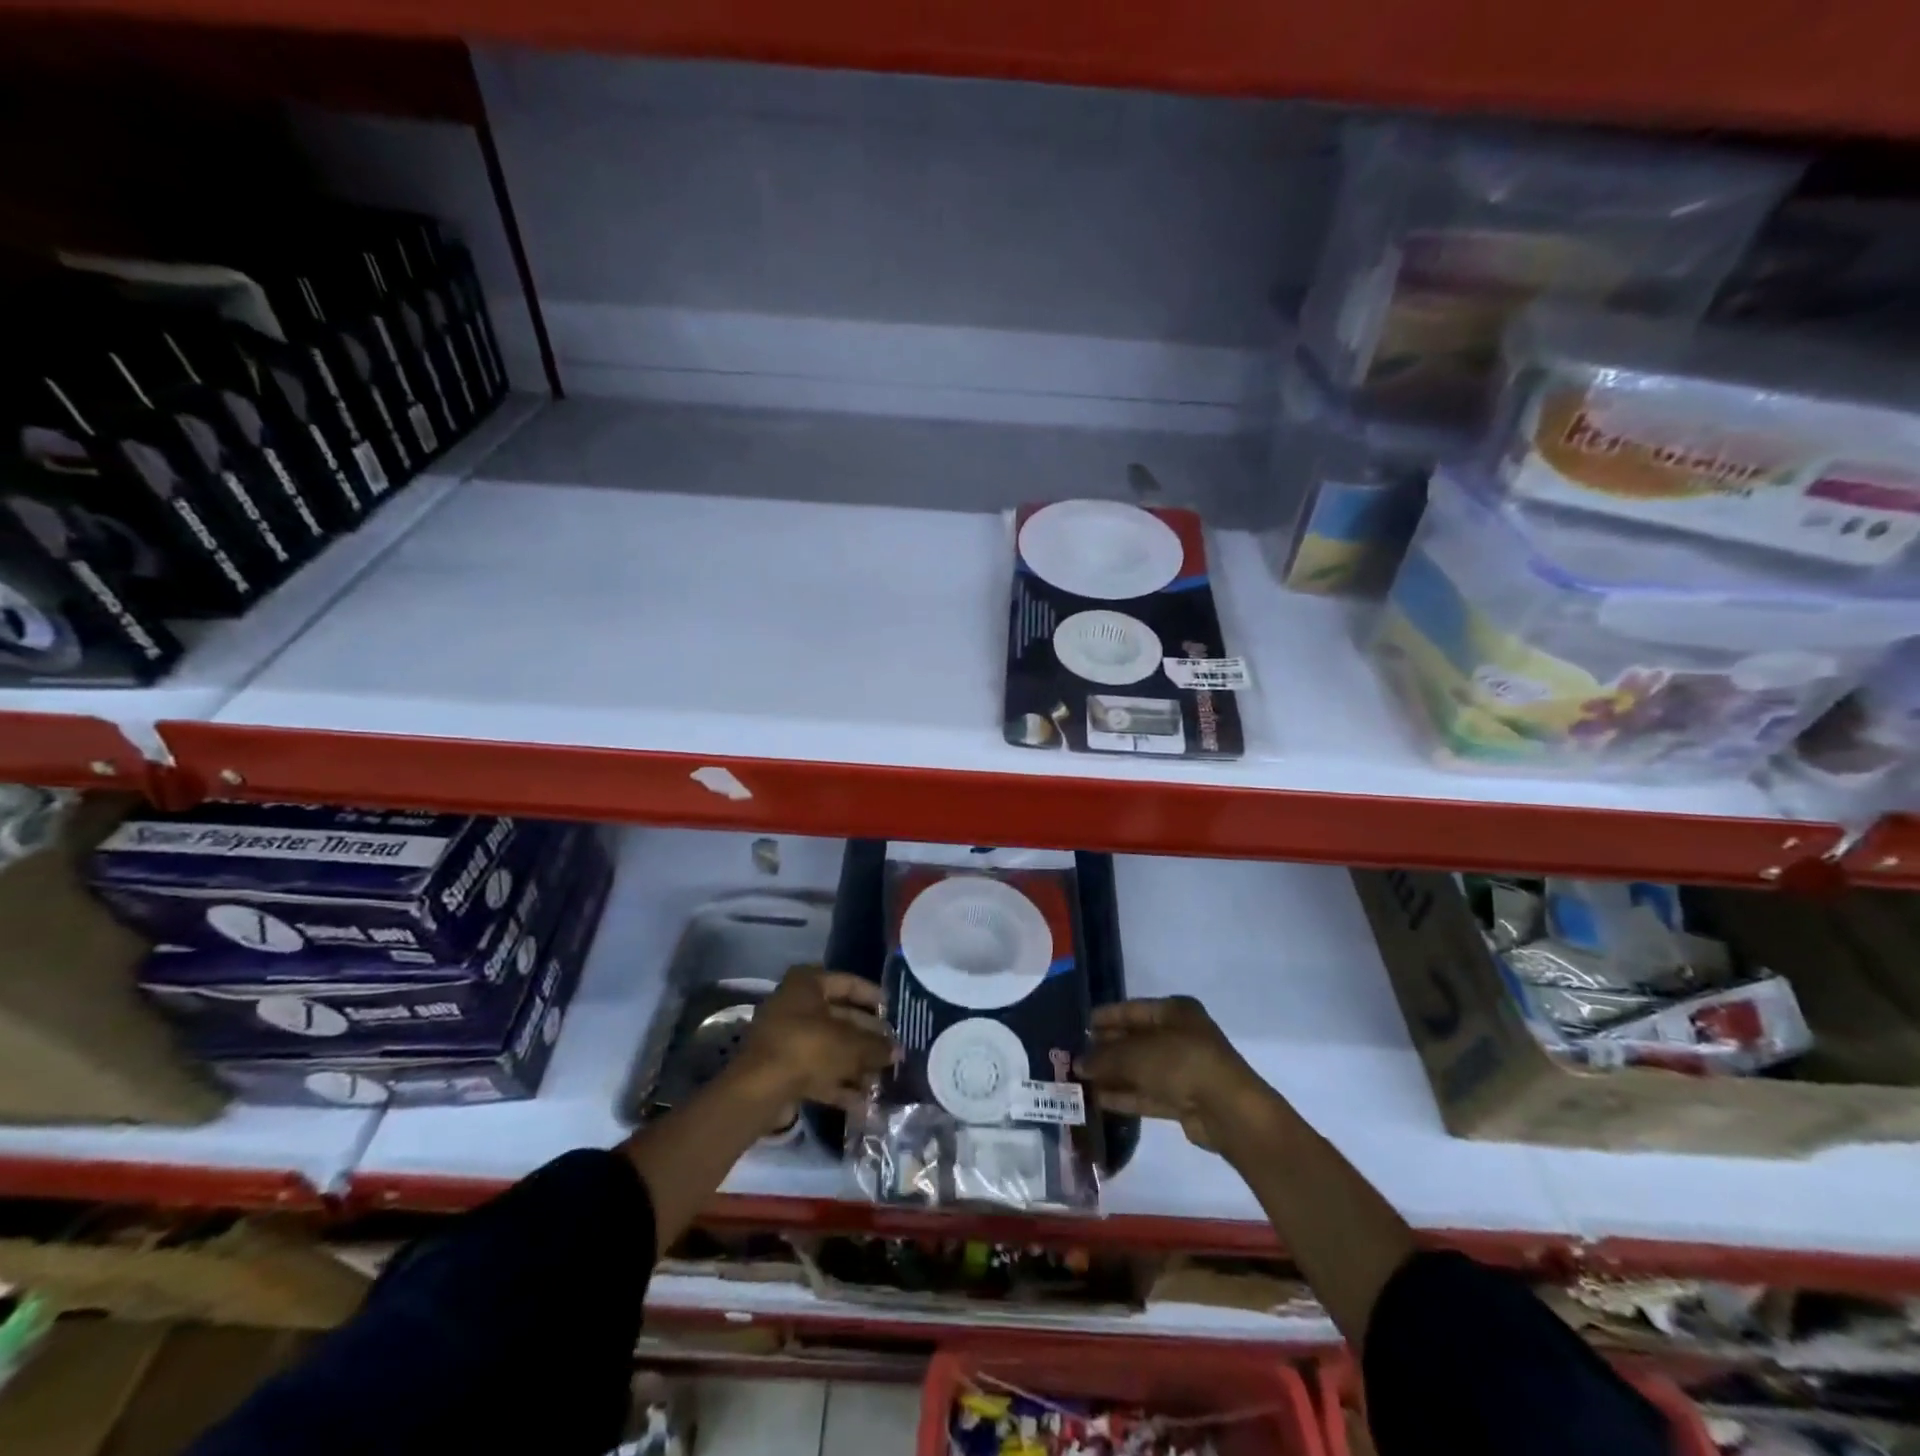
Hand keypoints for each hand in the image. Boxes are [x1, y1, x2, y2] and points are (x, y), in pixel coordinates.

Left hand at [731, 967, 896, 1117]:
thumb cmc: (808, 1048)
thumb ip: (876, 1046)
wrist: (760, 1089)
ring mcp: (786, 1038)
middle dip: (867, 1038)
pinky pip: (817, 1070)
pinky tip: (863, 1102)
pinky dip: (838, 1083)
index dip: (873, 996)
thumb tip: (897, 1051)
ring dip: (855, 1064)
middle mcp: (795, 1005)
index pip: (848, 983)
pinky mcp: (782, 1069)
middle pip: (840, 1018)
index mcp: (807, 984)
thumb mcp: (851, 1044)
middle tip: (891, 1050)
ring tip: (882, 1079)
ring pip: (829, 1047)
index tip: (893, 1011)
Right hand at [1075, 996, 1270, 1151]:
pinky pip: (1147, 1092)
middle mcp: (1179, 1035)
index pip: (1132, 1009)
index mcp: (1174, 1011)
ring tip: (1079, 1080)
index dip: (1105, 1017)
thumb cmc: (1182, 1063)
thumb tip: (1078, 1063)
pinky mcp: (1183, 1099)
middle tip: (1074, 1056)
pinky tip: (1097, 1099)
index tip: (1079, 1025)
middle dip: (1105, 1049)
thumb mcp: (1136, 1054)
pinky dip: (1125, 1095)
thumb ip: (1105, 1057)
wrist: (1228, 1111)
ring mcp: (1183, 1069)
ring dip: (1112, 1075)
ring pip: (1139, 1069)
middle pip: (1135, 1039)